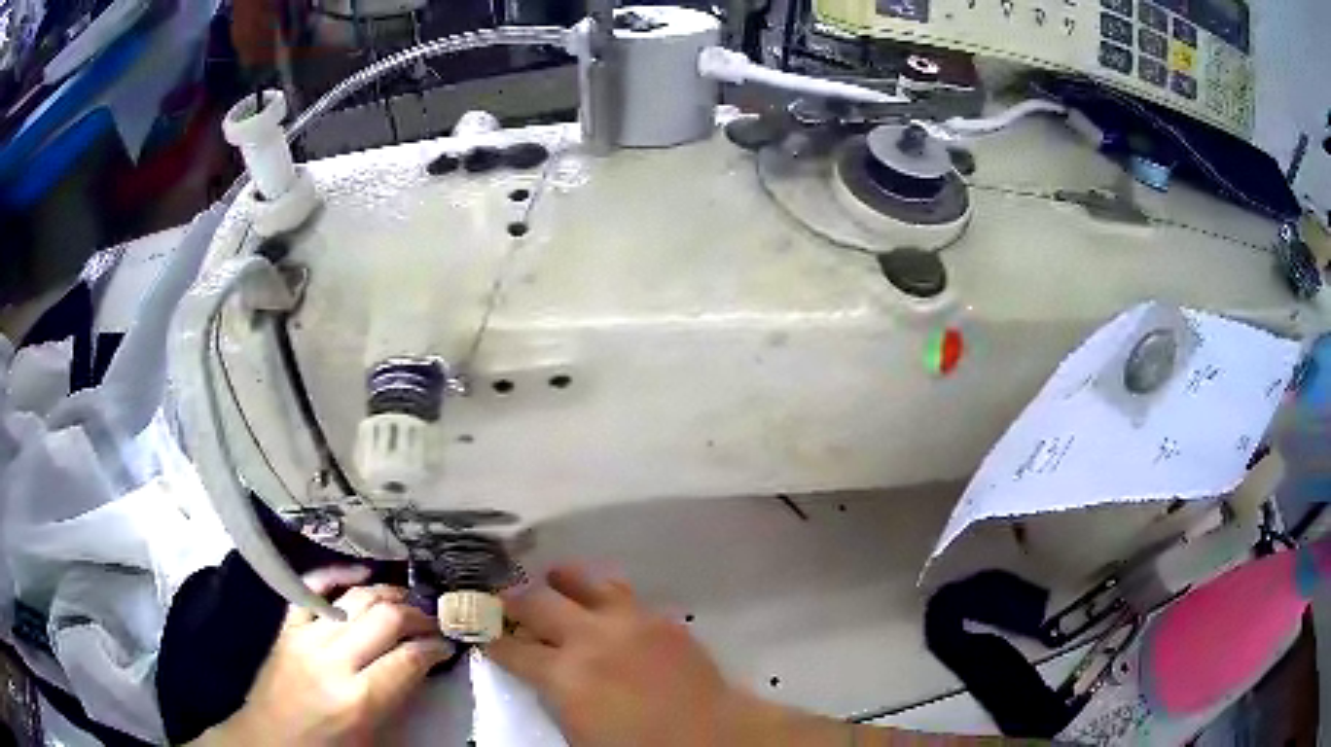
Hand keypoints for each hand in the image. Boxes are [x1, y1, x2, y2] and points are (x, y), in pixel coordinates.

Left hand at [199, 567, 453, 746]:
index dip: (435, 647)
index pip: (408, 659)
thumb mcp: (373, 737)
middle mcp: (332, 661)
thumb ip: (397, 698)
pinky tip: (360, 575)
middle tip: (433, 619)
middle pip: (385, 619)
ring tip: (407, 599)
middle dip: (417, 615)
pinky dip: (337, 575)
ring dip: (387, 594)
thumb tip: (420, 664)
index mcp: (358, 700)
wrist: (270, 741)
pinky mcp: (287, 627)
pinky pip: (312, 589)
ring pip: (355, 599)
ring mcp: (305, 638)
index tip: (447, 644)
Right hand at [485, 566, 743, 746]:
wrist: (714, 735)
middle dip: (512, 600)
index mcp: (564, 676)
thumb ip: (554, 697)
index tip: (481, 631)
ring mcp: (628, 621)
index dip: (491, 639)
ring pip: (582, 582)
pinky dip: (603, 593)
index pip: (511, 648)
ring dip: (560, 581)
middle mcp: (590, 638)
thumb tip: (542, 674)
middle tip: (503, 601)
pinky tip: (602, 601)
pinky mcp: (660, 617)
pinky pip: (623, 593)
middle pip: (536, 603)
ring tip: (552, 579)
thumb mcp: (578, 733)